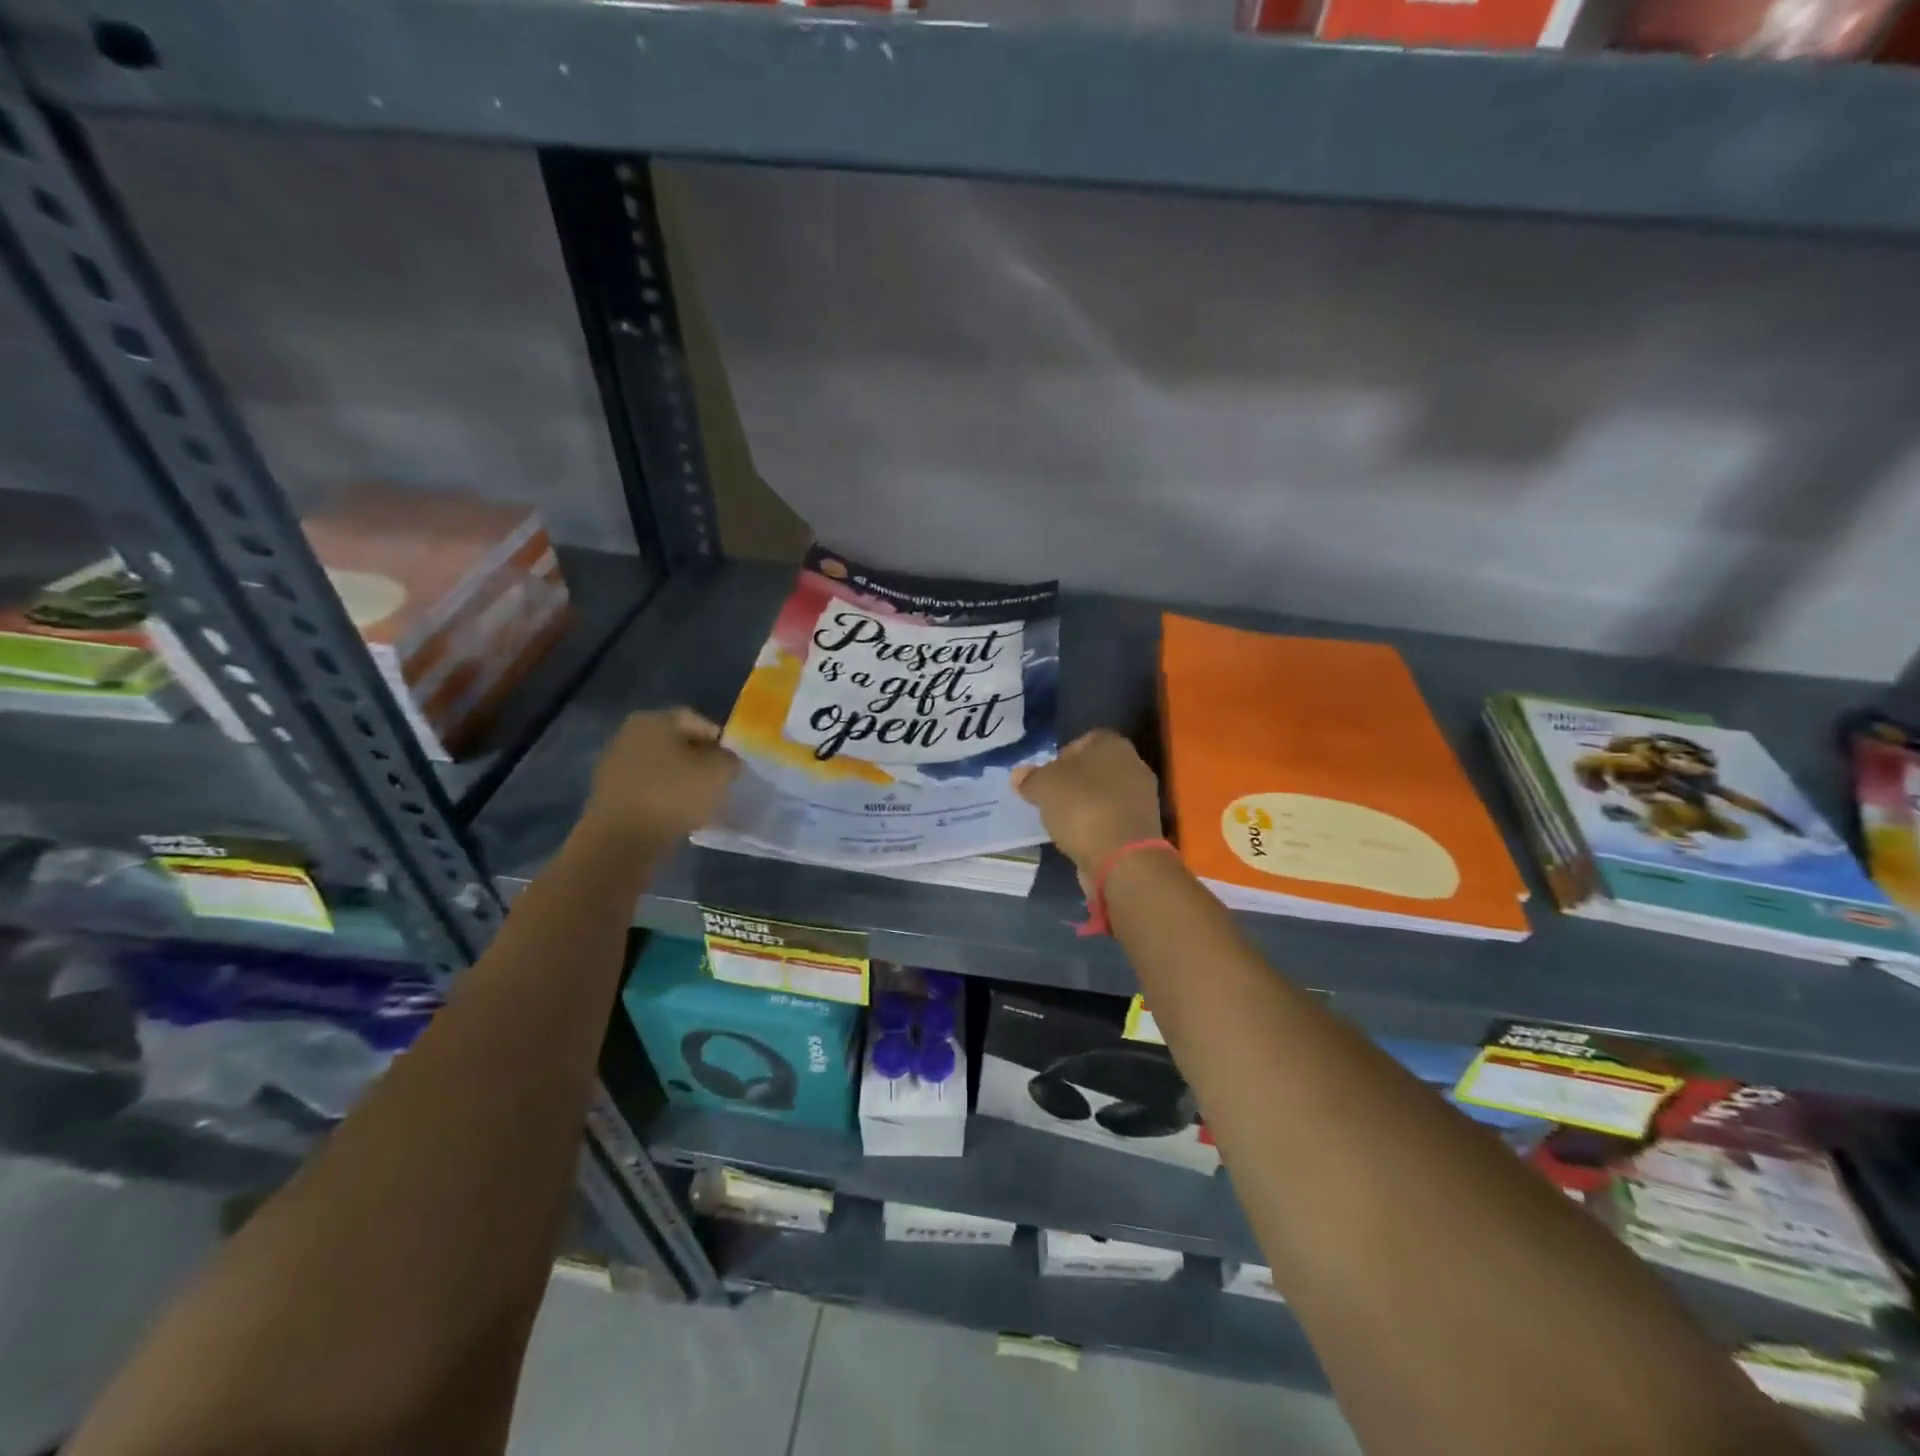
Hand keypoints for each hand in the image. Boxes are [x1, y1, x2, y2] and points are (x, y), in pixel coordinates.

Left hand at [578, 708, 739, 852]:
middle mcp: (628, 735)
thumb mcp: (718, 772)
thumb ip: (729, 759)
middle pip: (675, 743)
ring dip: (680, 780)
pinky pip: (646, 789)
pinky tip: (677, 814)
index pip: (695, 721)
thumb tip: (725, 759)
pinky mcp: (608, 795)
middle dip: (698, 759)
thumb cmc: (673, 794)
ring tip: (701, 801)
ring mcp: (614, 765)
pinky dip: (663, 797)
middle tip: (718, 780)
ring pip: (660, 767)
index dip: (718, 739)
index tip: (732, 761)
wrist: (621, 840)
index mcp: (654, 720)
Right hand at [1012, 730, 1163, 875]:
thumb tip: (1019, 774)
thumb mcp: (1043, 787)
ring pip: (1105, 794)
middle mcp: (1134, 765)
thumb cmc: (1082, 808)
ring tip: (1062, 821)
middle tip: (1051, 797)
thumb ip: (1030, 778)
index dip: (1063, 754)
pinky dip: (1096, 825)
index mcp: (1114, 745)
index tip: (1047, 775)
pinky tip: (1080, 838)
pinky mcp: (1142, 827)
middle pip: (1096, 768)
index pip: (1086, 739)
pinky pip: (1112, 818)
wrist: (1123, 858)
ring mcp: (1142, 798)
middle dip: (1073, 781)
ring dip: (1085, 805)